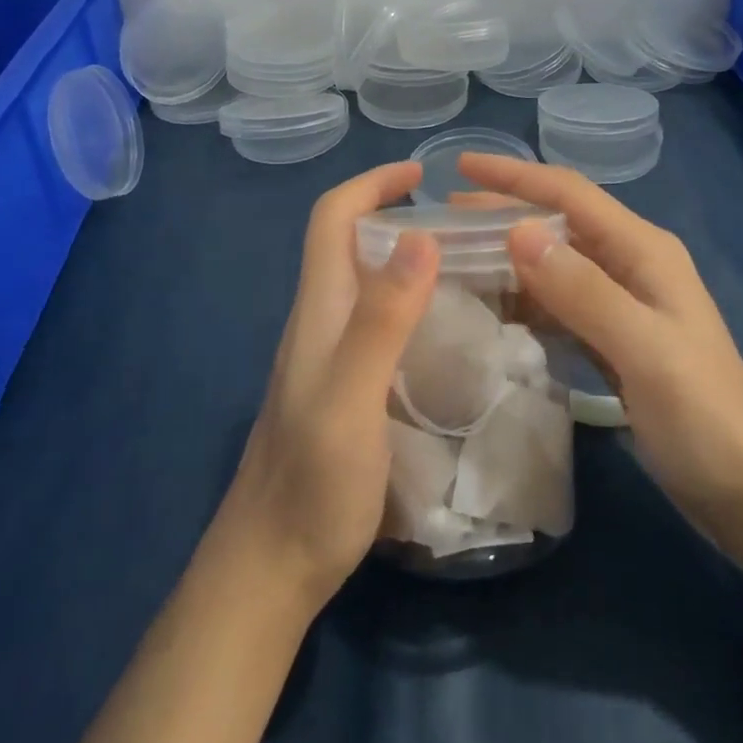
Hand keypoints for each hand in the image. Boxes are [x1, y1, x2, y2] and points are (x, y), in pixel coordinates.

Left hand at [214, 161, 438, 608]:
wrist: (272, 567)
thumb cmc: (312, 483)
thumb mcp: (350, 399)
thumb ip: (382, 320)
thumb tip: (420, 236)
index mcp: (319, 309)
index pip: (332, 218)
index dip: (371, 183)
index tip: (421, 175)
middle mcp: (322, 320)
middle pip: (351, 242)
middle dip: (398, 213)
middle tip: (464, 224)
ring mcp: (331, 355)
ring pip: (368, 281)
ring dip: (409, 257)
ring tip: (470, 265)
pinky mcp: (346, 385)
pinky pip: (380, 319)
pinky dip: (413, 301)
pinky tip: (451, 327)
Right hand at [455, 153, 742, 559]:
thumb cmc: (703, 414)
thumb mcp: (644, 349)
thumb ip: (584, 290)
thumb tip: (517, 231)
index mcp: (643, 250)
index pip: (570, 194)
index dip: (515, 177)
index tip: (462, 167)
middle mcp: (631, 264)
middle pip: (557, 224)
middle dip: (503, 213)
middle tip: (443, 220)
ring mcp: (623, 303)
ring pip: (554, 265)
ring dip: (509, 258)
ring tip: (456, 259)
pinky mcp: (614, 339)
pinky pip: (559, 305)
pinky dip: (525, 300)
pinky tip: (494, 310)